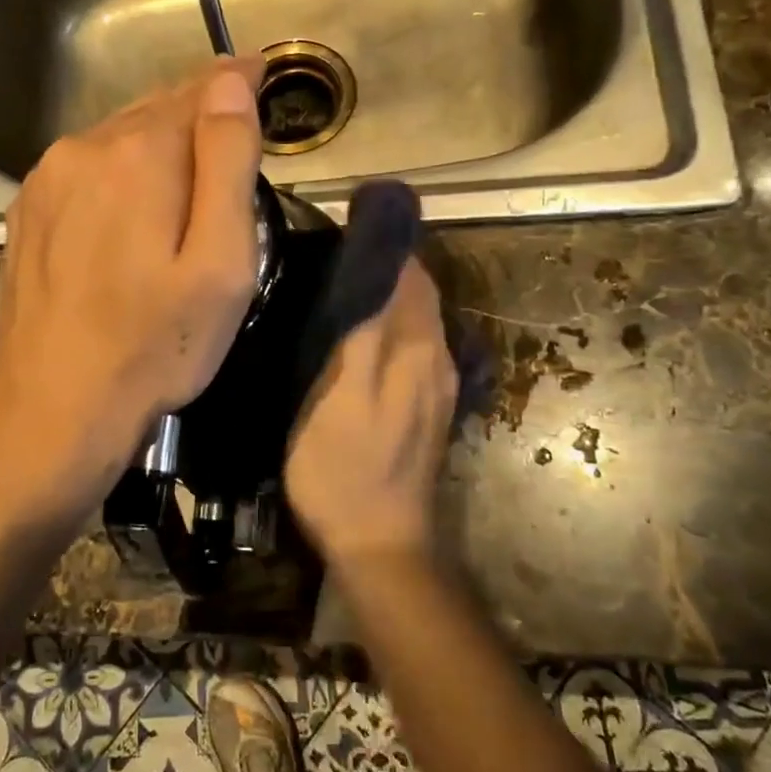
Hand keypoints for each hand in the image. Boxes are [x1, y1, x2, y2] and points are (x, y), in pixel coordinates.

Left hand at [0, 56, 267, 503]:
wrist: (53, 403)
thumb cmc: (156, 343)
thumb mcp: (221, 261)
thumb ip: (227, 163)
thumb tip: (231, 82)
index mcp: (141, 153)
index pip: (201, 90)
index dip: (237, 81)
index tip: (262, 71)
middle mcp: (86, 147)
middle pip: (158, 108)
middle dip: (199, 110)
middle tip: (236, 126)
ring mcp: (48, 176)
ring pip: (120, 135)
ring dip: (159, 139)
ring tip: (189, 166)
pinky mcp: (28, 207)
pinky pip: (87, 164)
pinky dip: (120, 166)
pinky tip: (133, 203)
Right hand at [285, 259, 456, 564]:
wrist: (379, 544)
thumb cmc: (344, 468)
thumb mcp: (338, 394)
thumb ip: (361, 330)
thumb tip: (374, 268)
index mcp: (417, 349)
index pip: (410, 274)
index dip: (382, 245)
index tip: (342, 228)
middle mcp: (438, 359)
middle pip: (418, 293)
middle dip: (386, 265)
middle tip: (333, 252)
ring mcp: (436, 387)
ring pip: (417, 320)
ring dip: (388, 295)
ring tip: (341, 284)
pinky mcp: (427, 409)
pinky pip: (414, 347)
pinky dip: (391, 326)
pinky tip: (360, 334)